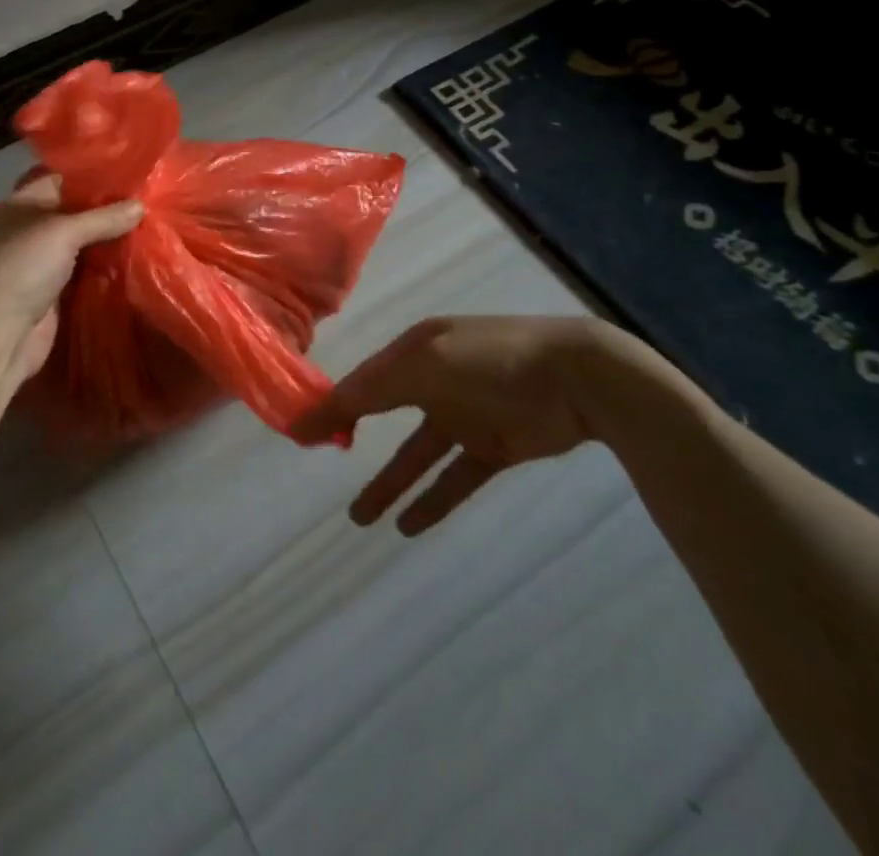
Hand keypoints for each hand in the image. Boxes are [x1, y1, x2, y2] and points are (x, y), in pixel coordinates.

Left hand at [0, 173, 143, 383]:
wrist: (0, 333)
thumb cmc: (23, 267)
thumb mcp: (64, 231)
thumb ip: (103, 218)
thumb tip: (142, 206)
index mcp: (14, 207)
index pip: (55, 181)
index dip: (88, 177)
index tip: (126, 175)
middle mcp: (23, 232)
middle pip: (69, 214)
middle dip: (102, 210)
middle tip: (142, 201)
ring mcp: (35, 264)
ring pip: (77, 244)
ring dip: (104, 240)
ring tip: (144, 226)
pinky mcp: (49, 293)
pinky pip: (81, 272)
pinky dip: (101, 267)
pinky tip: (131, 259)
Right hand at [291, 316, 613, 534]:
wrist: (579, 379)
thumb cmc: (491, 361)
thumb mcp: (425, 364)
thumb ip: (373, 388)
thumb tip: (323, 408)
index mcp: (416, 351)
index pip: (364, 381)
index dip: (332, 405)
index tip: (299, 433)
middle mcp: (435, 380)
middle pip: (384, 413)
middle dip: (352, 436)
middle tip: (320, 461)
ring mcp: (466, 415)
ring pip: (416, 454)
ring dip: (389, 483)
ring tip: (359, 519)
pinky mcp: (495, 447)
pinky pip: (454, 477)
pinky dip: (432, 500)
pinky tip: (408, 526)